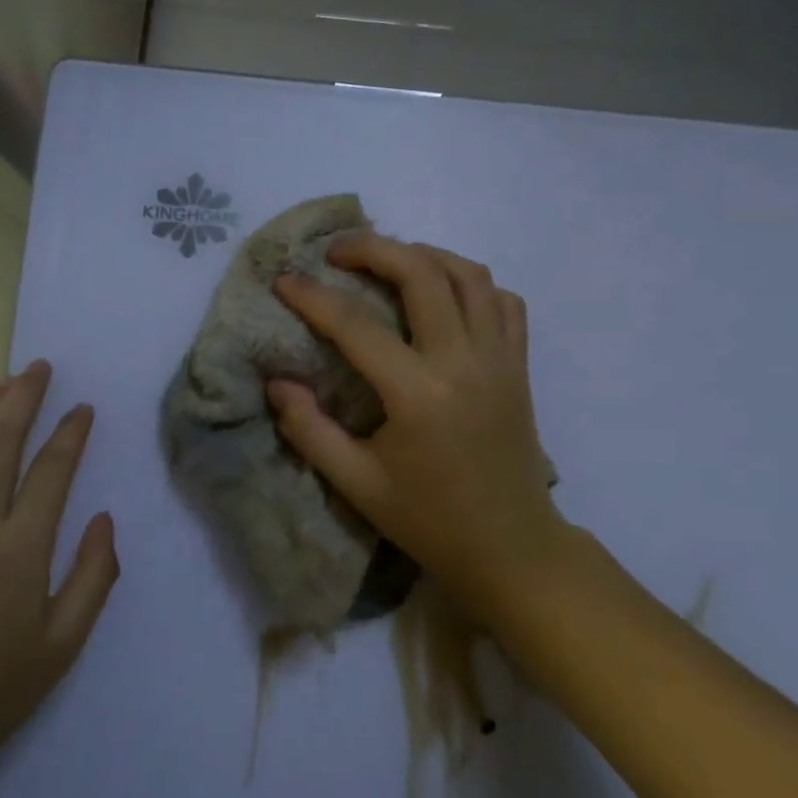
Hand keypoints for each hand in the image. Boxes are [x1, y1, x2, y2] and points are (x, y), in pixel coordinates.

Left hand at [0, 361, 119, 774]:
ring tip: (5, 384)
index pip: (51, 470)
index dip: (70, 433)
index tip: (82, 408)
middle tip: (39, 367)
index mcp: (21, 550)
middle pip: (0, 441)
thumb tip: (102, 518)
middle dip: (23, 397)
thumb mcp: (65, 643)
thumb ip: (93, 575)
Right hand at [267, 233, 565, 624]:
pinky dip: (471, 284)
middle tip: (337, 251)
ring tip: (387, 260)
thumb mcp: (356, 484)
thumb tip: (278, 383)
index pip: (356, 326)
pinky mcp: (519, 367)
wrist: (511, 548)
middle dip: (374, 249)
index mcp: (419, 395)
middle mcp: (464, 362)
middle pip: (422, 273)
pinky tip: (442, 294)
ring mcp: (500, 360)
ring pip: (470, 275)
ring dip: (424, 255)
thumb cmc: (429, 520)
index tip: (283, 280)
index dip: (313, 297)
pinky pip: (503, 302)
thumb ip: (310, 430)